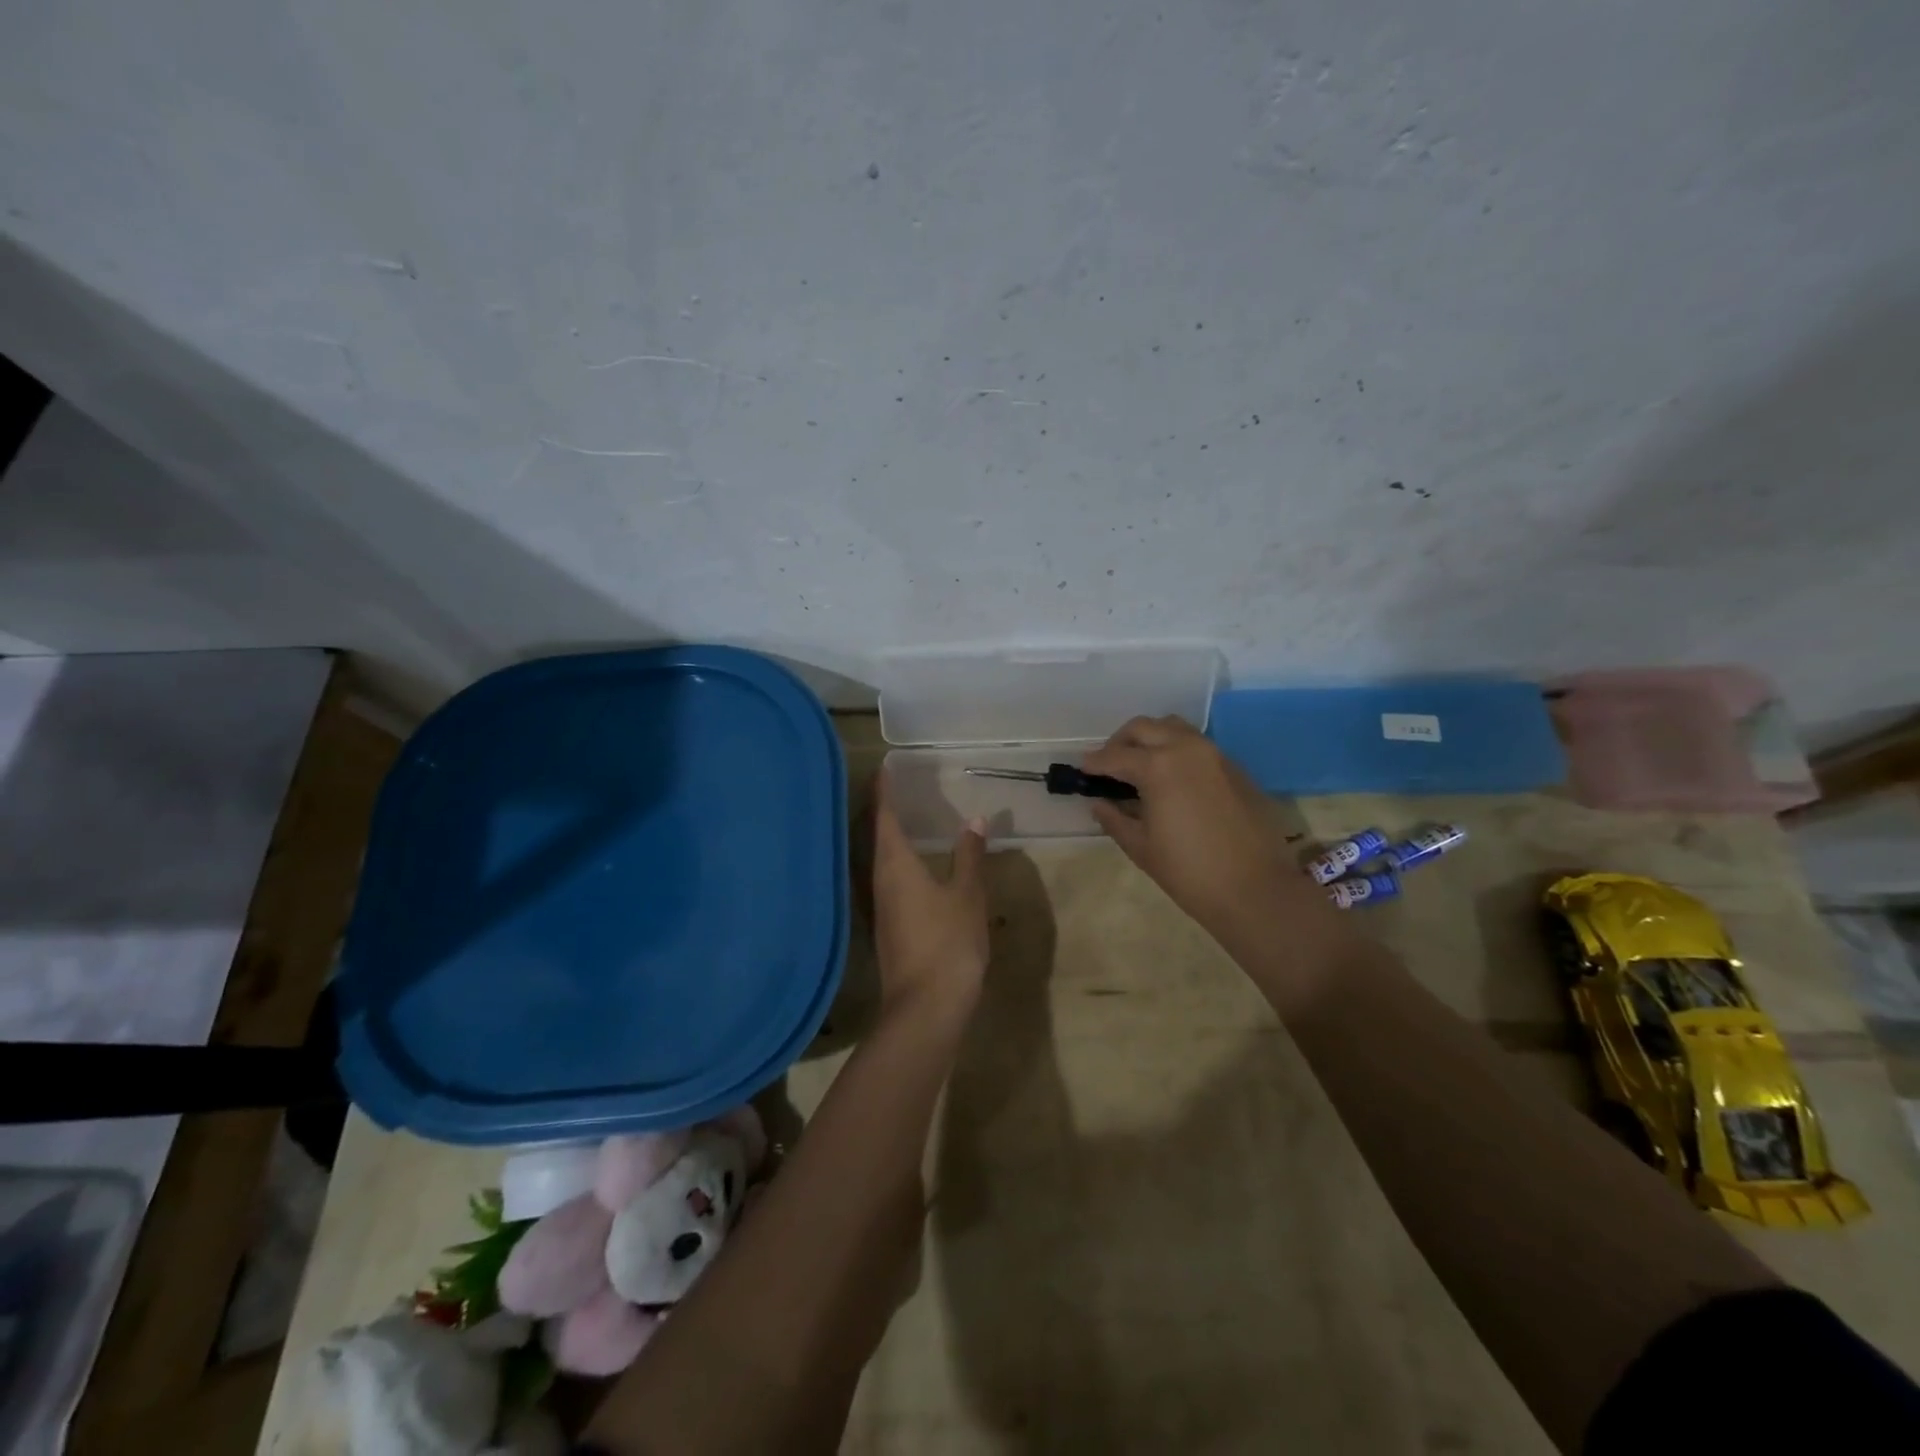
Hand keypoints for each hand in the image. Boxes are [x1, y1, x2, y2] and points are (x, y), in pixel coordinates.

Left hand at [870, 769, 989, 1028]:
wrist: (926, 1008)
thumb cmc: (948, 943)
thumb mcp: (967, 895)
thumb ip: (969, 856)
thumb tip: (975, 820)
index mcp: (895, 864)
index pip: (884, 816)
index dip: (884, 791)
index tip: (884, 767)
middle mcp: (879, 880)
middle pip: (875, 835)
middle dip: (883, 809)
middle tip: (896, 786)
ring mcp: (880, 906)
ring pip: (879, 859)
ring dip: (888, 836)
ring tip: (905, 817)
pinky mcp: (887, 926)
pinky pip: (888, 879)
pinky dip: (897, 860)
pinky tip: (913, 864)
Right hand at [1083, 716, 1328, 940]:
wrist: (1256, 889)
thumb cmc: (1189, 872)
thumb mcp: (1141, 847)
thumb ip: (1115, 818)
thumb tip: (1099, 803)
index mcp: (1158, 766)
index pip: (1115, 756)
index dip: (1094, 763)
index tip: (1082, 770)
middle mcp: (1186, 749)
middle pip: (1144, 728)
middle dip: (1120, 742)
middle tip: (1109, 765)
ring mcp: (1215, 755)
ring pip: (1174, 728)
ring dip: (1151, 739)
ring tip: (1140, 765)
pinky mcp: (1235, 767)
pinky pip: (1197, 745)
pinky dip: (1176, 750)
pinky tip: (1172, 778)